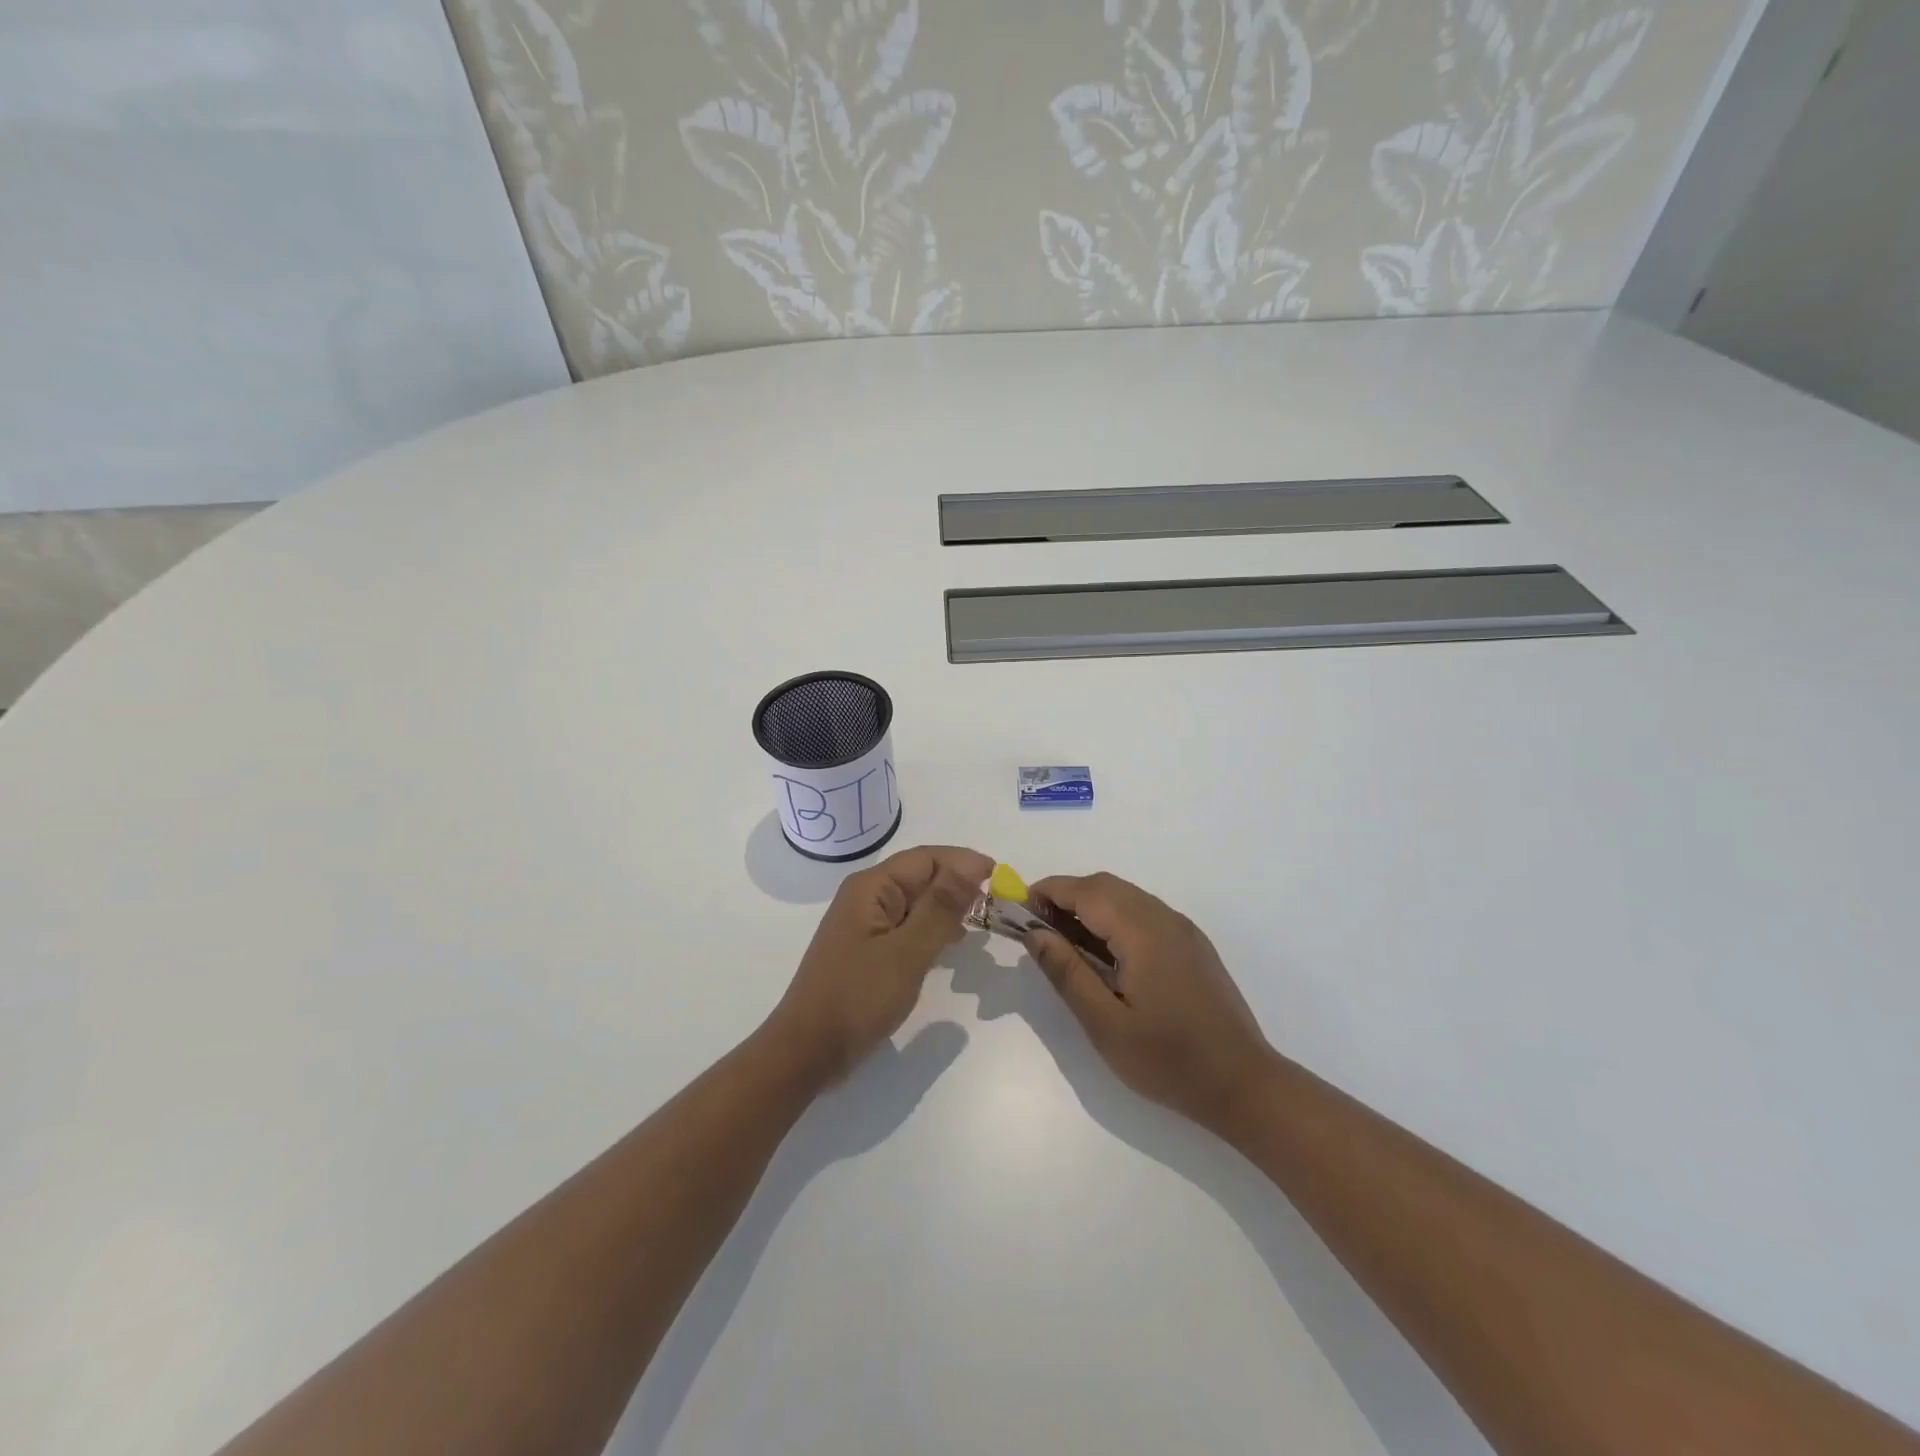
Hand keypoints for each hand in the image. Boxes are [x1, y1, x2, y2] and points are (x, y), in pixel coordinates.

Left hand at [765, 844, 991, 1084]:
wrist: (808, 1051)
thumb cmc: (858, 997)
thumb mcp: (907, 951)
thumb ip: (941, 906)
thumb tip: (971, 864)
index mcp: (872, 887)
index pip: (927, 858)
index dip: (964, 862)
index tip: (1000, 878)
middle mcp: (867, 897)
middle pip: (921, 877)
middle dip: (958, 885)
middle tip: (997, 904)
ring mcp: (866, 925)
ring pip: (916, 903)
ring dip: (948, 908)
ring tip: (982, 922)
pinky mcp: (869, 950)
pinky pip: (908, 927)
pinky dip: (932, 930)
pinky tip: (952, 944)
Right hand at [1025, 872, 1277, 1138]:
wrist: (1244, 1084)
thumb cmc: (1169, 1060)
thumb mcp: (1105, 1024)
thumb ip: (1067, 973)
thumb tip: (1034, 934)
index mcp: (1142, 932)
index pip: (1086, 891)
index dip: (1049, 891)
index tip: (1018, 908)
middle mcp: (1164, 918)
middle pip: (1106, 886)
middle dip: (1067, 896)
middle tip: (1038, 928)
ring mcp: (1183, 930)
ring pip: (1127, 896)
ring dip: (1091, 905)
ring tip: (1064, 940)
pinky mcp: (1193, 945)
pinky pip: (1145, 913)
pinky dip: (1115, 918)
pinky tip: (1105, 953)